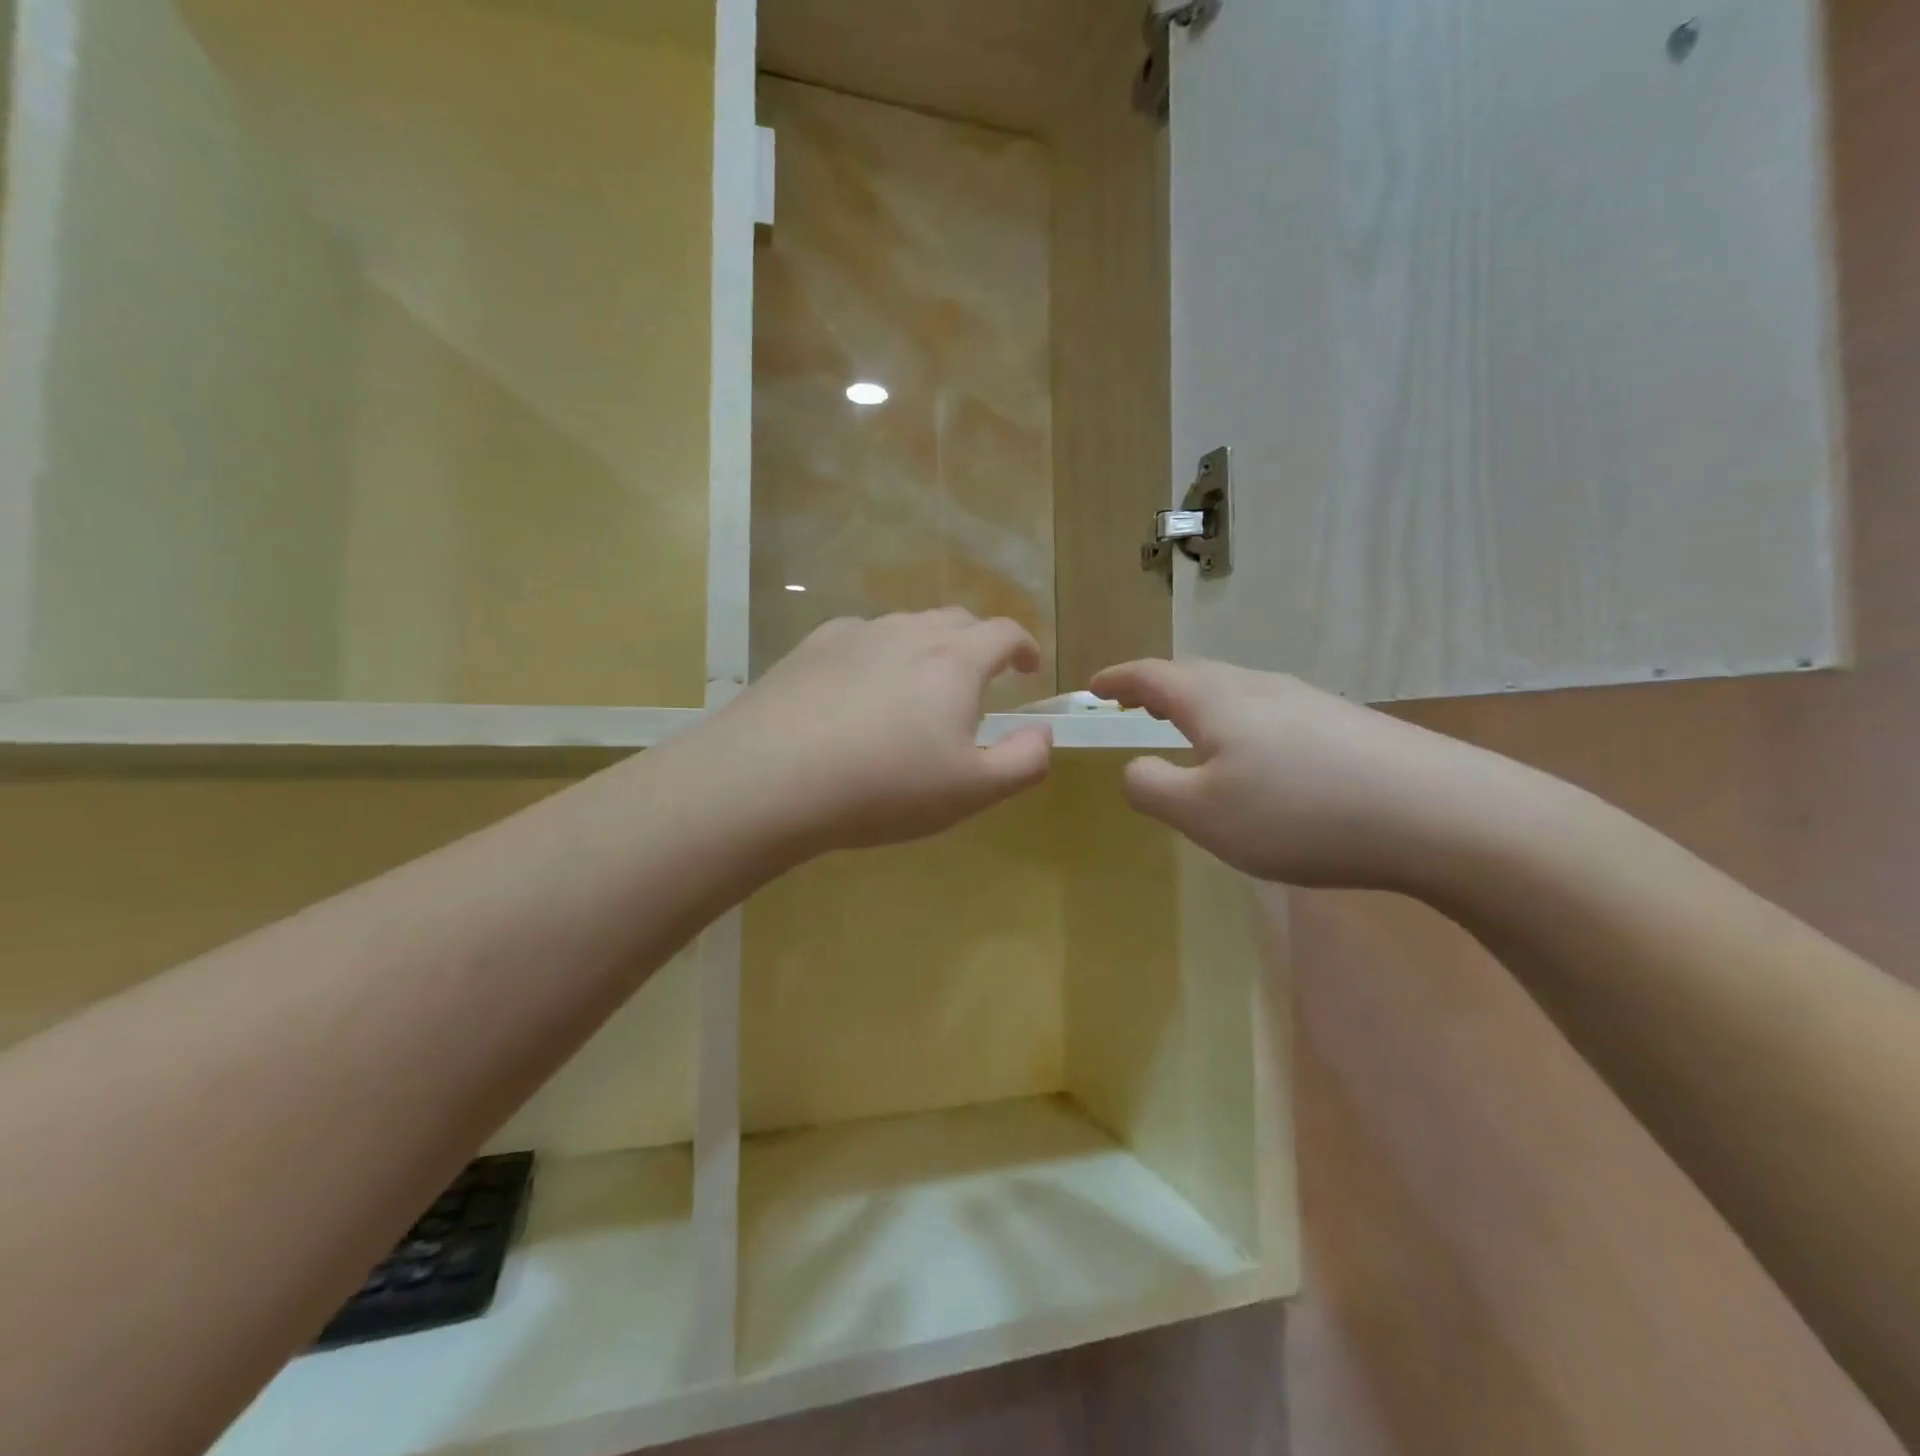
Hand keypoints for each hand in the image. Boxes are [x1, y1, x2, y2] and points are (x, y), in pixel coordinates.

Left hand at [694, 610, 1051, 858]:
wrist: (771, 778)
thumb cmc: (884, 786)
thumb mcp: (972, 790)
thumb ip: (1024, 761)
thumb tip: (1042, 734)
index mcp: (954, 660)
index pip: (1004, 633)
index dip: (1024, 647)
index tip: (1028, 668)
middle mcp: (907, 632)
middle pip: (955, 620)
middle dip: (977, 643)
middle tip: (978, 679)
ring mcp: (854, 635)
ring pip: (904, 627)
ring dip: (925, 648)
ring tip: (917, 689)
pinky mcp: (809, 648)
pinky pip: (859, 639)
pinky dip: (877, 655)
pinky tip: (859, 689)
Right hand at [1089, 659, 1536, 889]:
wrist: (1439, 813)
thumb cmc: (1299, 812)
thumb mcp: (1204, 814)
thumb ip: (1152, 787)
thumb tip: (1135, 767)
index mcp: (1216, 700)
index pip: (1152, 676)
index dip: (1118, 680)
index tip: (1093, 686)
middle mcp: (1259, 687)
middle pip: (1195, 675)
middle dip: (1157, 688)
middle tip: (1134, 705)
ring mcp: (1308, 701)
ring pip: (1236, 692)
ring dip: (1200, 704)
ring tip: (1188, 729)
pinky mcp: (1345, 724)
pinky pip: (1271, 712)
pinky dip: (1239, 723)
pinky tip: (1257, 758)